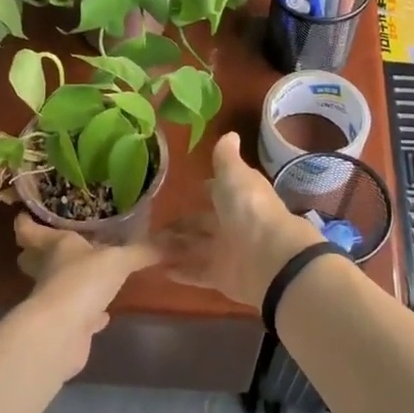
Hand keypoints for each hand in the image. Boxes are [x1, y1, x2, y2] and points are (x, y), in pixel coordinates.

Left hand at [6, 214, 160, 380]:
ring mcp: (55, 300)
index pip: (30, 230)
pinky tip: (104, 313)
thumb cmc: (81, 282)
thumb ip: (142, 251)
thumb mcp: (118, 260)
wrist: (62, 334)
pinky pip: (79, 314)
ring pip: (57, 286)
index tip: (25, 213)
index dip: (26, 221)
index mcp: (55, 246)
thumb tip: (174, 241)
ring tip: (87, 273)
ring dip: (68, 281)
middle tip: (58, 241)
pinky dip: (90, 313)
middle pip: (35, 259)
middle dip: (41, 252)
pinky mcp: (66, 326)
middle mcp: (49, 271)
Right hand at [163, 133, 327, 305]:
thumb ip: (227, 158)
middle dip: (180, 224)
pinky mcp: (221, 278)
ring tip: (144, 247)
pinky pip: (196, 273)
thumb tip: (230, 134)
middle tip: (149, 225)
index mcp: (238, 197)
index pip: (217, 192)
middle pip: (202, 224)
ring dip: (172, 248)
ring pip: (195, 248)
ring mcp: (227, 252)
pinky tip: (157, 269)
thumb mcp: (234, 174)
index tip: (180, 191)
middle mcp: (233, 224)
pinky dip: (179, 271)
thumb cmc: (248, 208)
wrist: (269, 257)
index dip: (202, 191)